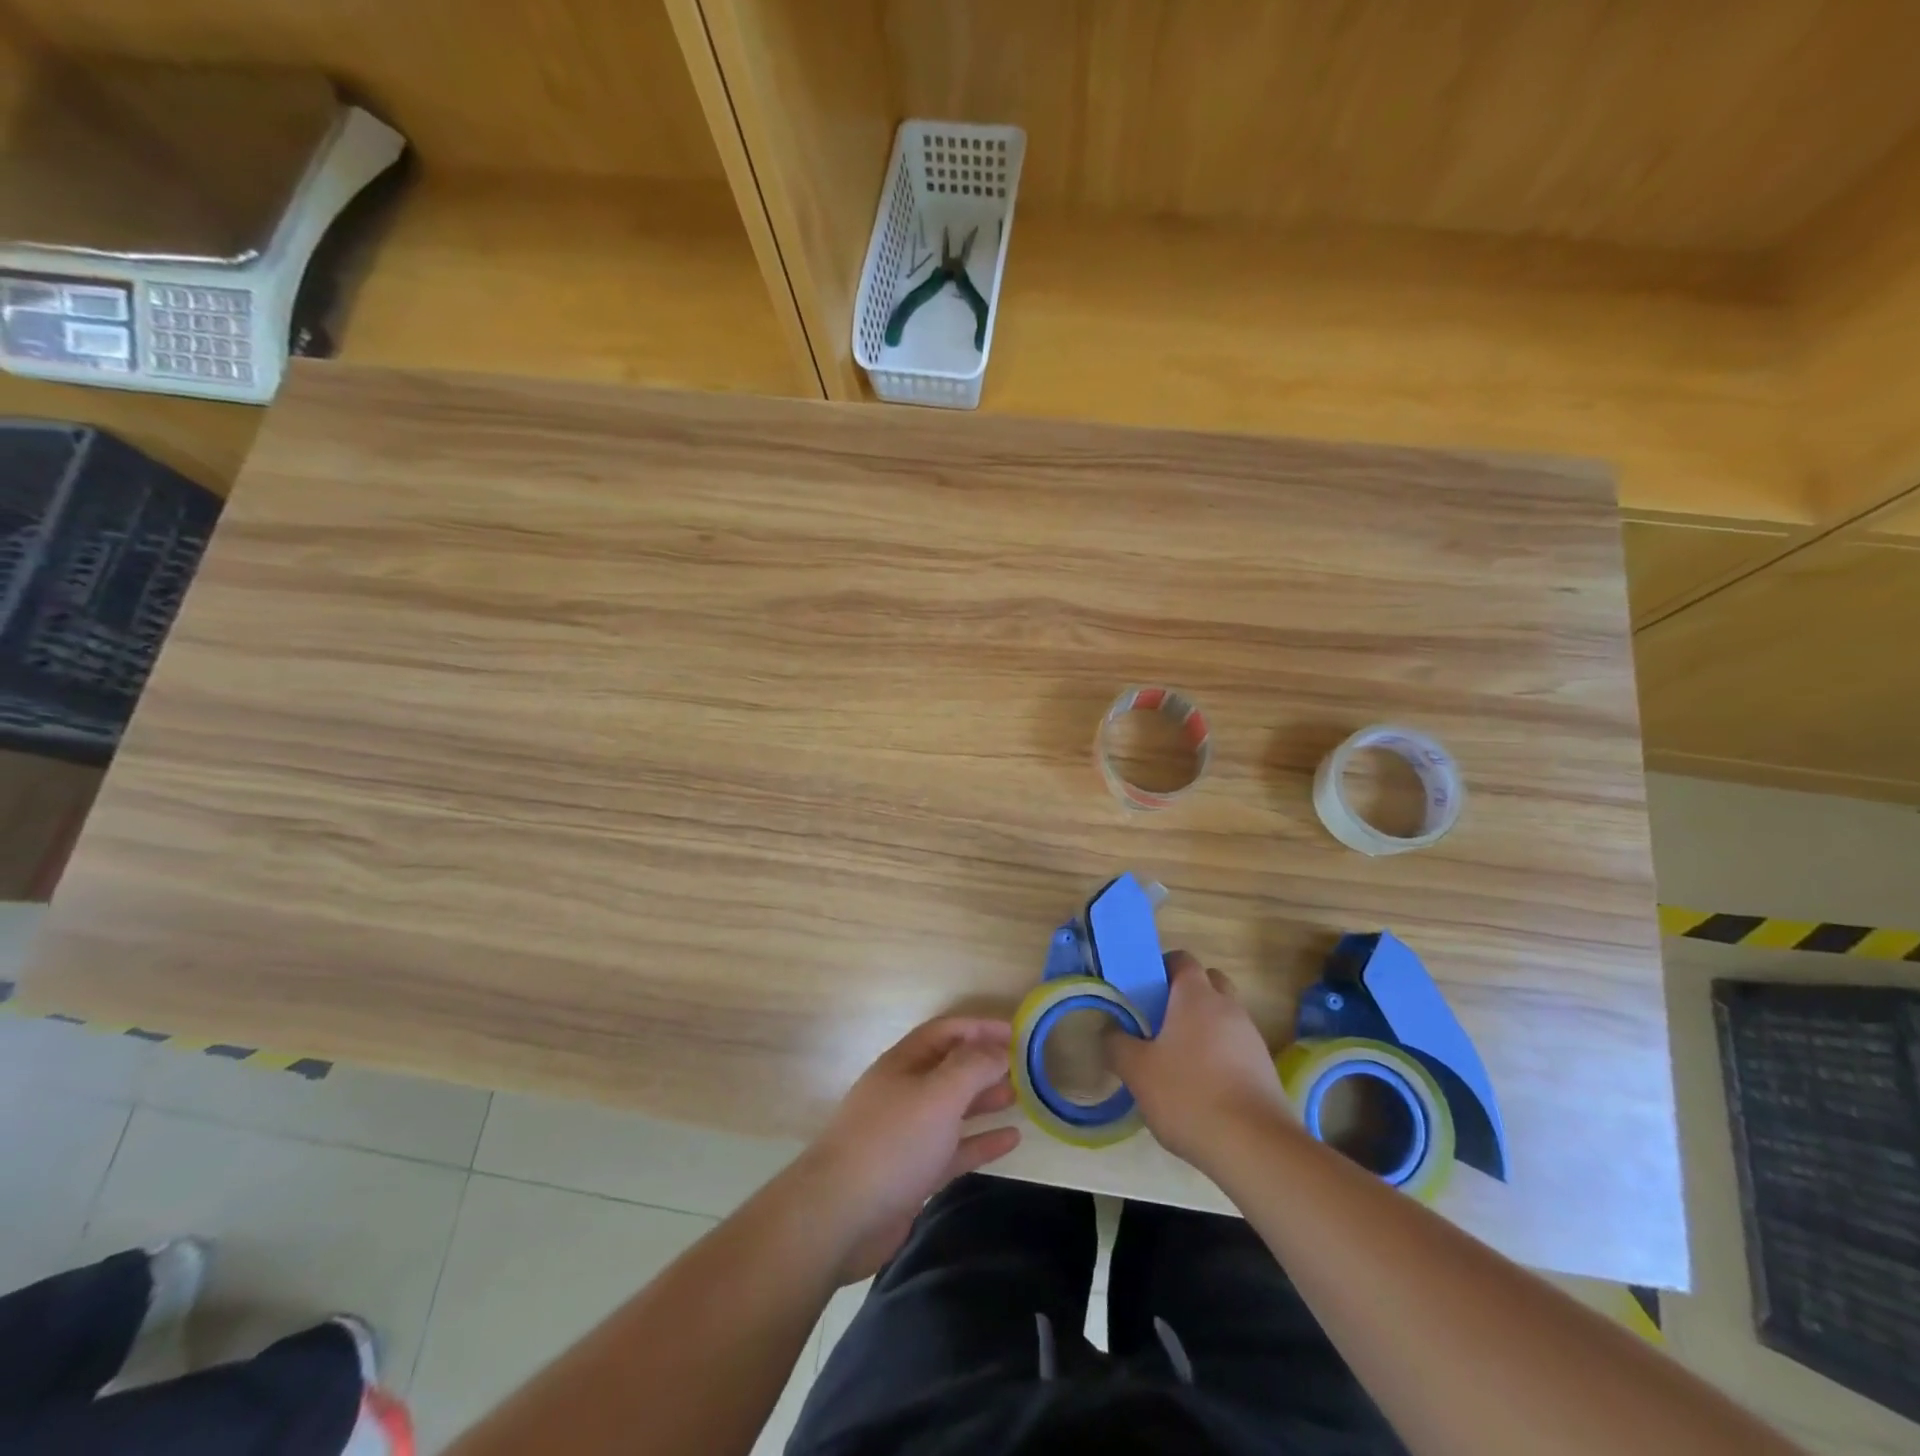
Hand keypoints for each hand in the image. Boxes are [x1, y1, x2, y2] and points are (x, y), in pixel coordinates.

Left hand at [799, 1016, 1020, 1281]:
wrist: (840, 1215)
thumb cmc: (892, 1142)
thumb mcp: (938, 1094)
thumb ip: (973, 1067)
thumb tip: (999, 1049)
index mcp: (904, 1063)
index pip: (946, 1032)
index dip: (980, 1028)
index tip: (1017, 1032)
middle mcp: (905, 1092)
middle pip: (950, 1068)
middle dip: (985, 1063)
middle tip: (1024, 1068)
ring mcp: (908, 1134)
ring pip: (953, 1108)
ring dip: (985, 1099)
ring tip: (1020, 1097)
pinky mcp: (914, 1173)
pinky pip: (954, 1149)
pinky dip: (981, 1141)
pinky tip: (1012, 1140)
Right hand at [1106, 951, 1291, 1169]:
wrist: (1255, 1148)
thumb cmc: (1189, 1095)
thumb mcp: (1137, 1071)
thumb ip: (1117, 1045)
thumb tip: (1109, 1031)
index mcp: (1197, 997)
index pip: (1182, 960)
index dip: (1161, 968)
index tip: (1143, 990)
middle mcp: (1228, 1008)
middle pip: (1209, 982)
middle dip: (1186, 994)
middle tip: (1160, 1020)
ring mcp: (1251, 1038)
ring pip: (1224, 1017)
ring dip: (1203, 1027)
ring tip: (1177, 1059)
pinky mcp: (1265, 1069)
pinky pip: (1236, 1047)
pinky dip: (1219, 1055)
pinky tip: (1201, 1087)